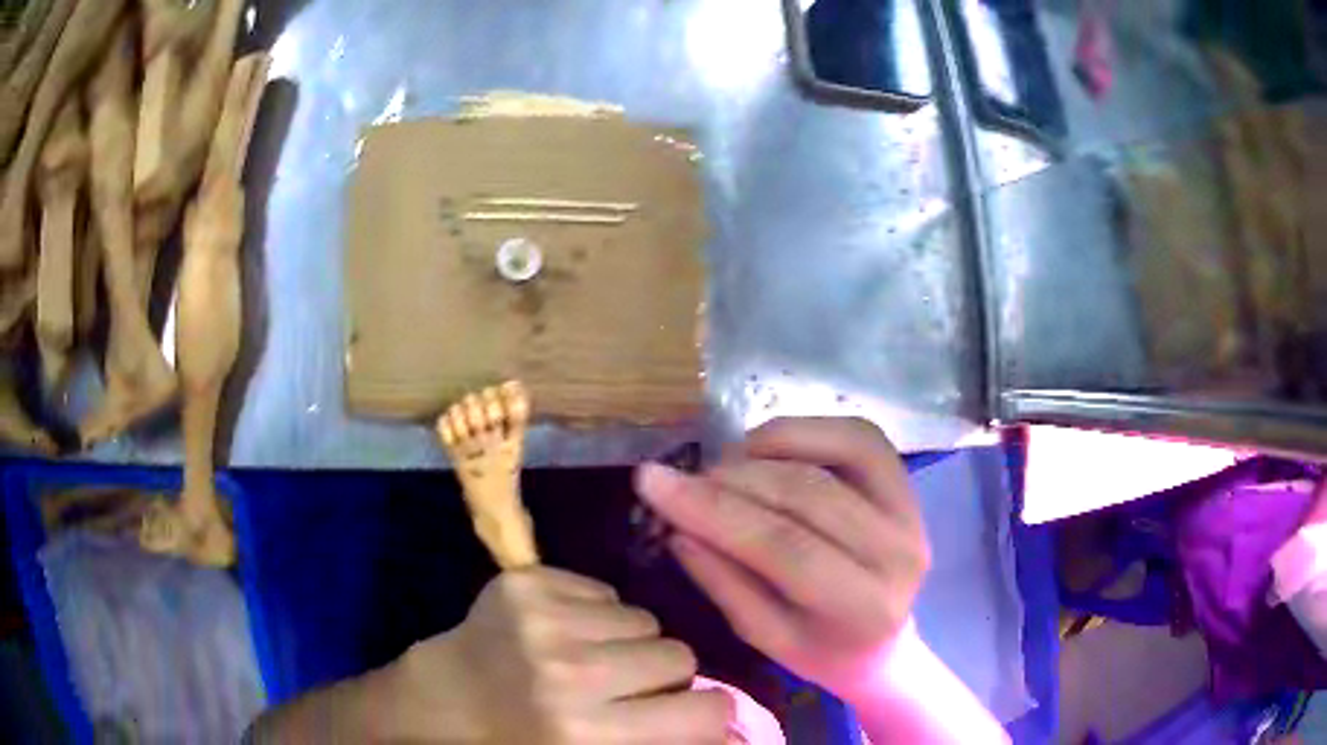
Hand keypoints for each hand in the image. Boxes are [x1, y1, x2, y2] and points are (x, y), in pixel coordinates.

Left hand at [386, 567, 729, 743]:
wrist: (441, 700)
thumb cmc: (519, 743)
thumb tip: (737, 737)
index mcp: (586, 733)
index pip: (703, 712)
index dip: (709, 714)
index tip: (691, 715)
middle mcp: (569, 673)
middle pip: (679, 654)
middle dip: (664, 675)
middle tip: (627, 689)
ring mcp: (543, 618)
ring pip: (643, 618)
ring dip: (629, 642)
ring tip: (590, 660)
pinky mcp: (524, 582)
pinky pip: (605, 591)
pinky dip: (596, 614)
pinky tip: (561, 633)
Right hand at [635, 418, 928, 699]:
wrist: (884, 644)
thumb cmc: (822, 652)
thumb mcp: (765, 639)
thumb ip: (725, 583)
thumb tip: (678, 526)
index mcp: (863, 607)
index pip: (784, 547)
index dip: (714, 510)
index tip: (653, 482)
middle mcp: (898, 551)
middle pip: (808, 495)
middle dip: (731, 479)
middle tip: (680, 478)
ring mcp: (912, 511)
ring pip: (839, 451)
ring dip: (768, 447)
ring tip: (723, 467)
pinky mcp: (908, 485)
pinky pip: (859, 437)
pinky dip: (806, 430)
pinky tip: (764, 447)